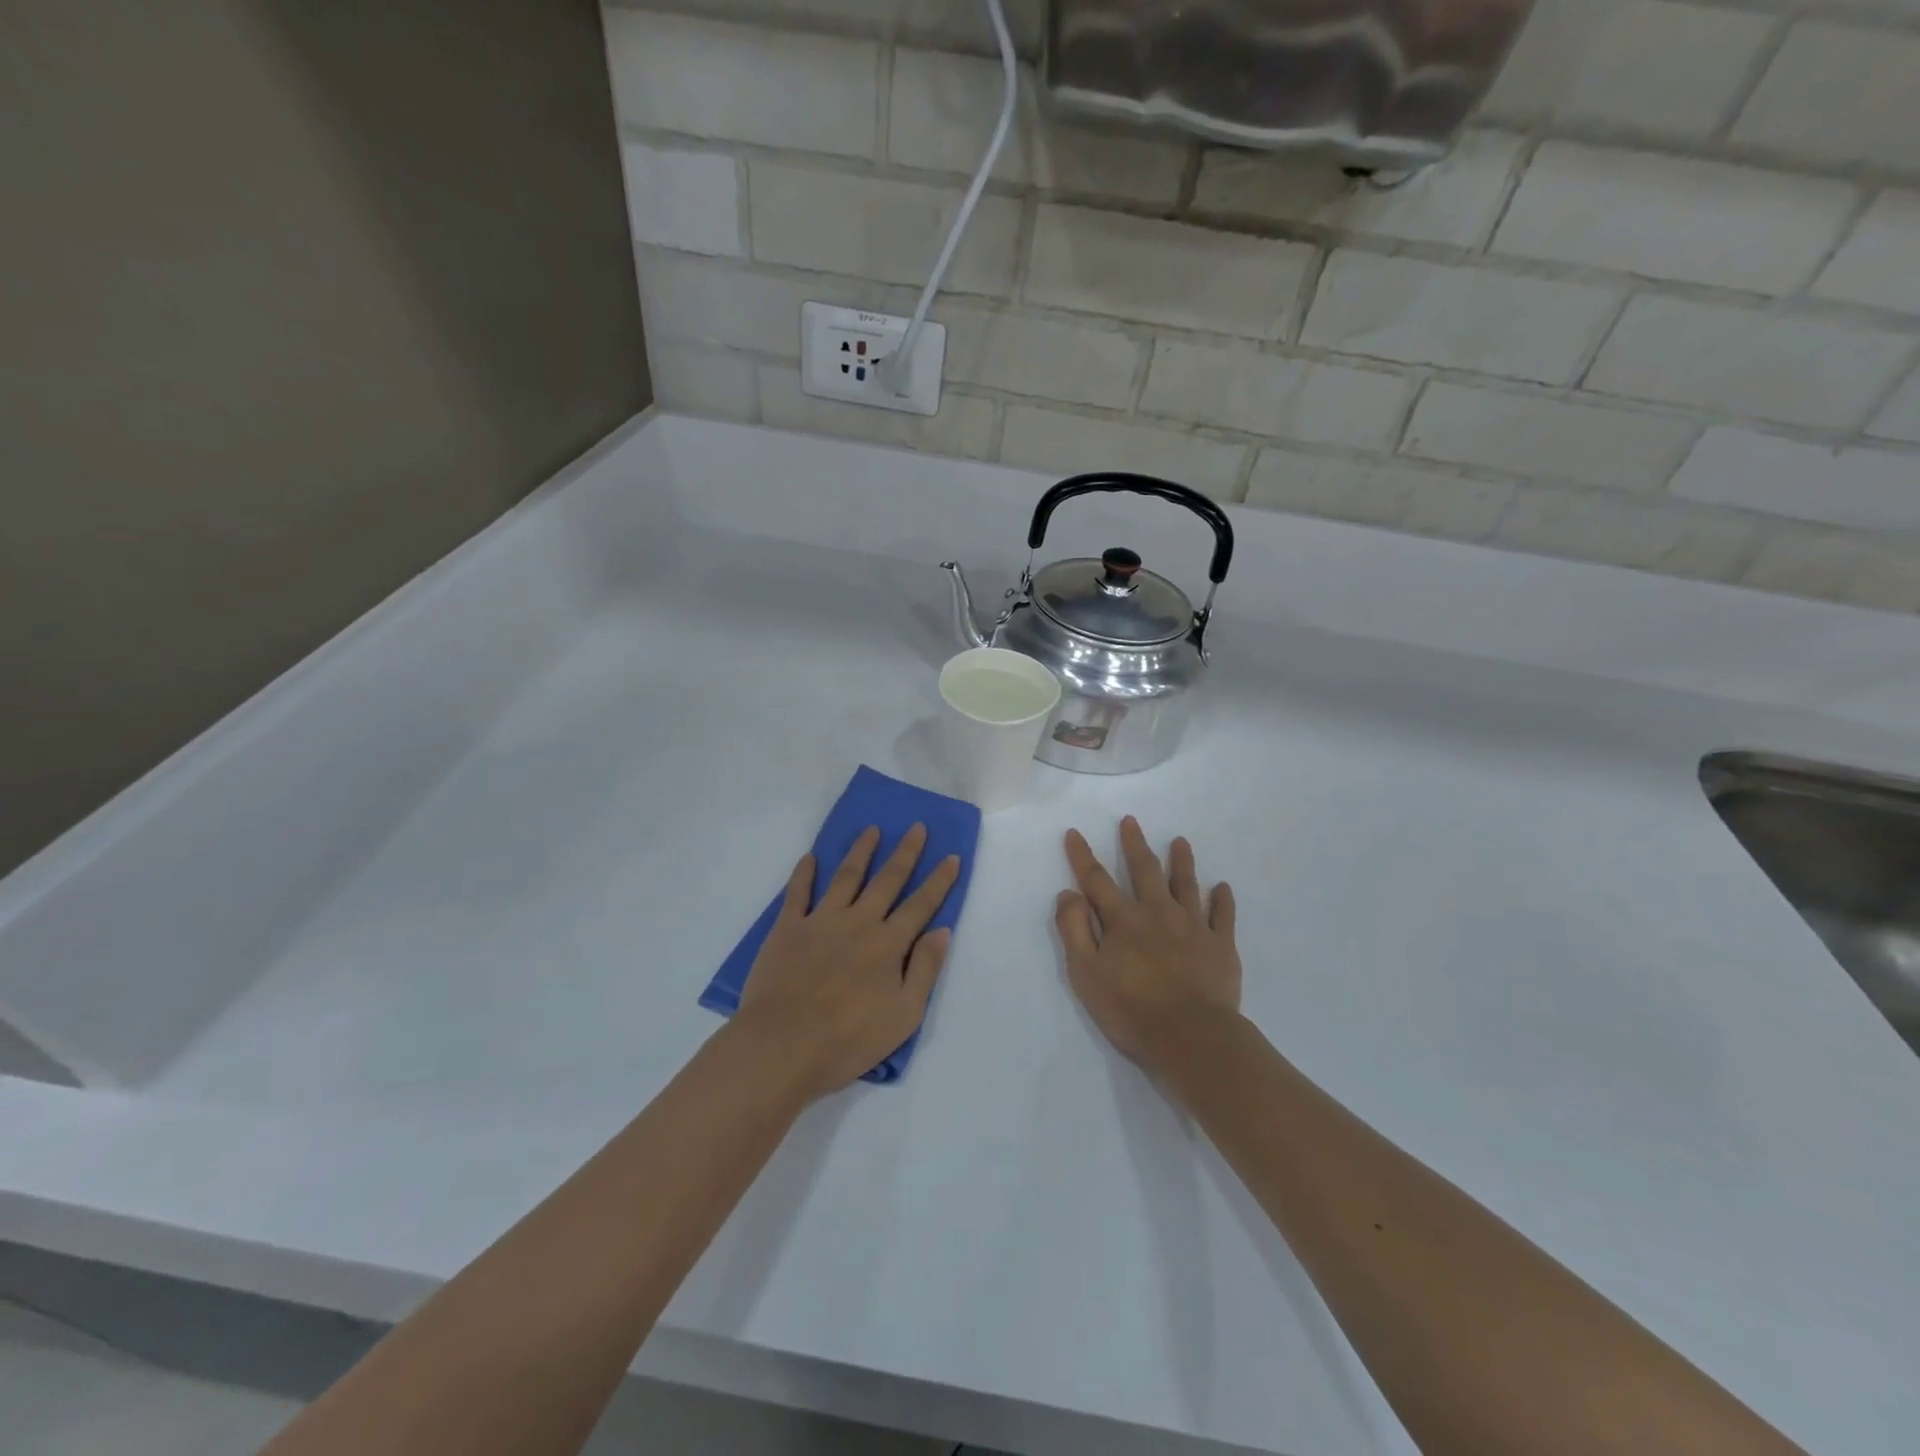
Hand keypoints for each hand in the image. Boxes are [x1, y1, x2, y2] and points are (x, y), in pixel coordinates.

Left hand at [735, 824, 960, 1099]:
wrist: (782, 1045)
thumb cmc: (848, 1039)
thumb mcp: (904, 1015)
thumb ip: (925, 969)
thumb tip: (941, 930)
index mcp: (888, 944)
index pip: (921, 905)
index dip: (939, 880)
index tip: (952, 856)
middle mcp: (858, 922)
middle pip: (887, 880)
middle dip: (905, 853)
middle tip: (917, 827)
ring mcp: (821, 921)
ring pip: (846, 876)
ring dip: (861, 851)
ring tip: (871, 830)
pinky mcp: (787, 928)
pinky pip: (797, 893)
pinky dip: (804, 873)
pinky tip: (810, 858)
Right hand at [1055, 816, 1240, 1071]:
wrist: (1192, 1037)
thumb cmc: (1131, 1008)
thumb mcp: (1086, 973)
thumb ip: (1074, 930)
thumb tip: (1068, 893)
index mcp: (1123, 919)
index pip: (1096, 879)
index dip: (1082, 856)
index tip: (1075, 833)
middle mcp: (1158, 912)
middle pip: (1145, 870)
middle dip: (1134, 844)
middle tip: (1131, 821)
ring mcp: (1193, 925)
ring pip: (1186, 884)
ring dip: (1182, 861)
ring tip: (1180, 841)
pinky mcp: (1221, 944)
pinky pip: (1223, 914)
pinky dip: (1222, 899)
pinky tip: (1222, 887)